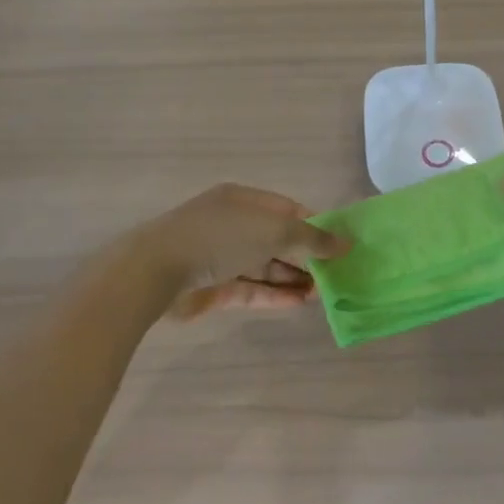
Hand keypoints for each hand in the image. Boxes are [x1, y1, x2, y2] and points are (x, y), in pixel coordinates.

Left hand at [140, 183, 348, 320]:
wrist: (157, 271)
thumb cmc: (220, 237)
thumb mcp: (273, 230)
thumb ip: (312, 239)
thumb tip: (346, 243)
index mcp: (244, 200)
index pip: (288, 210)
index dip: (315, 226)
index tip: (340, 245)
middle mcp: (233, 225)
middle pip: (278, 239)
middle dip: (306, 256)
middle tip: (335, 275)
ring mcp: (222, 257)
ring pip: (265, 266)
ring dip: (293, 278)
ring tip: (323, 294)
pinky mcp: (214, 287)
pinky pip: (251, 288)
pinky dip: (274, 294)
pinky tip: (299, 304)